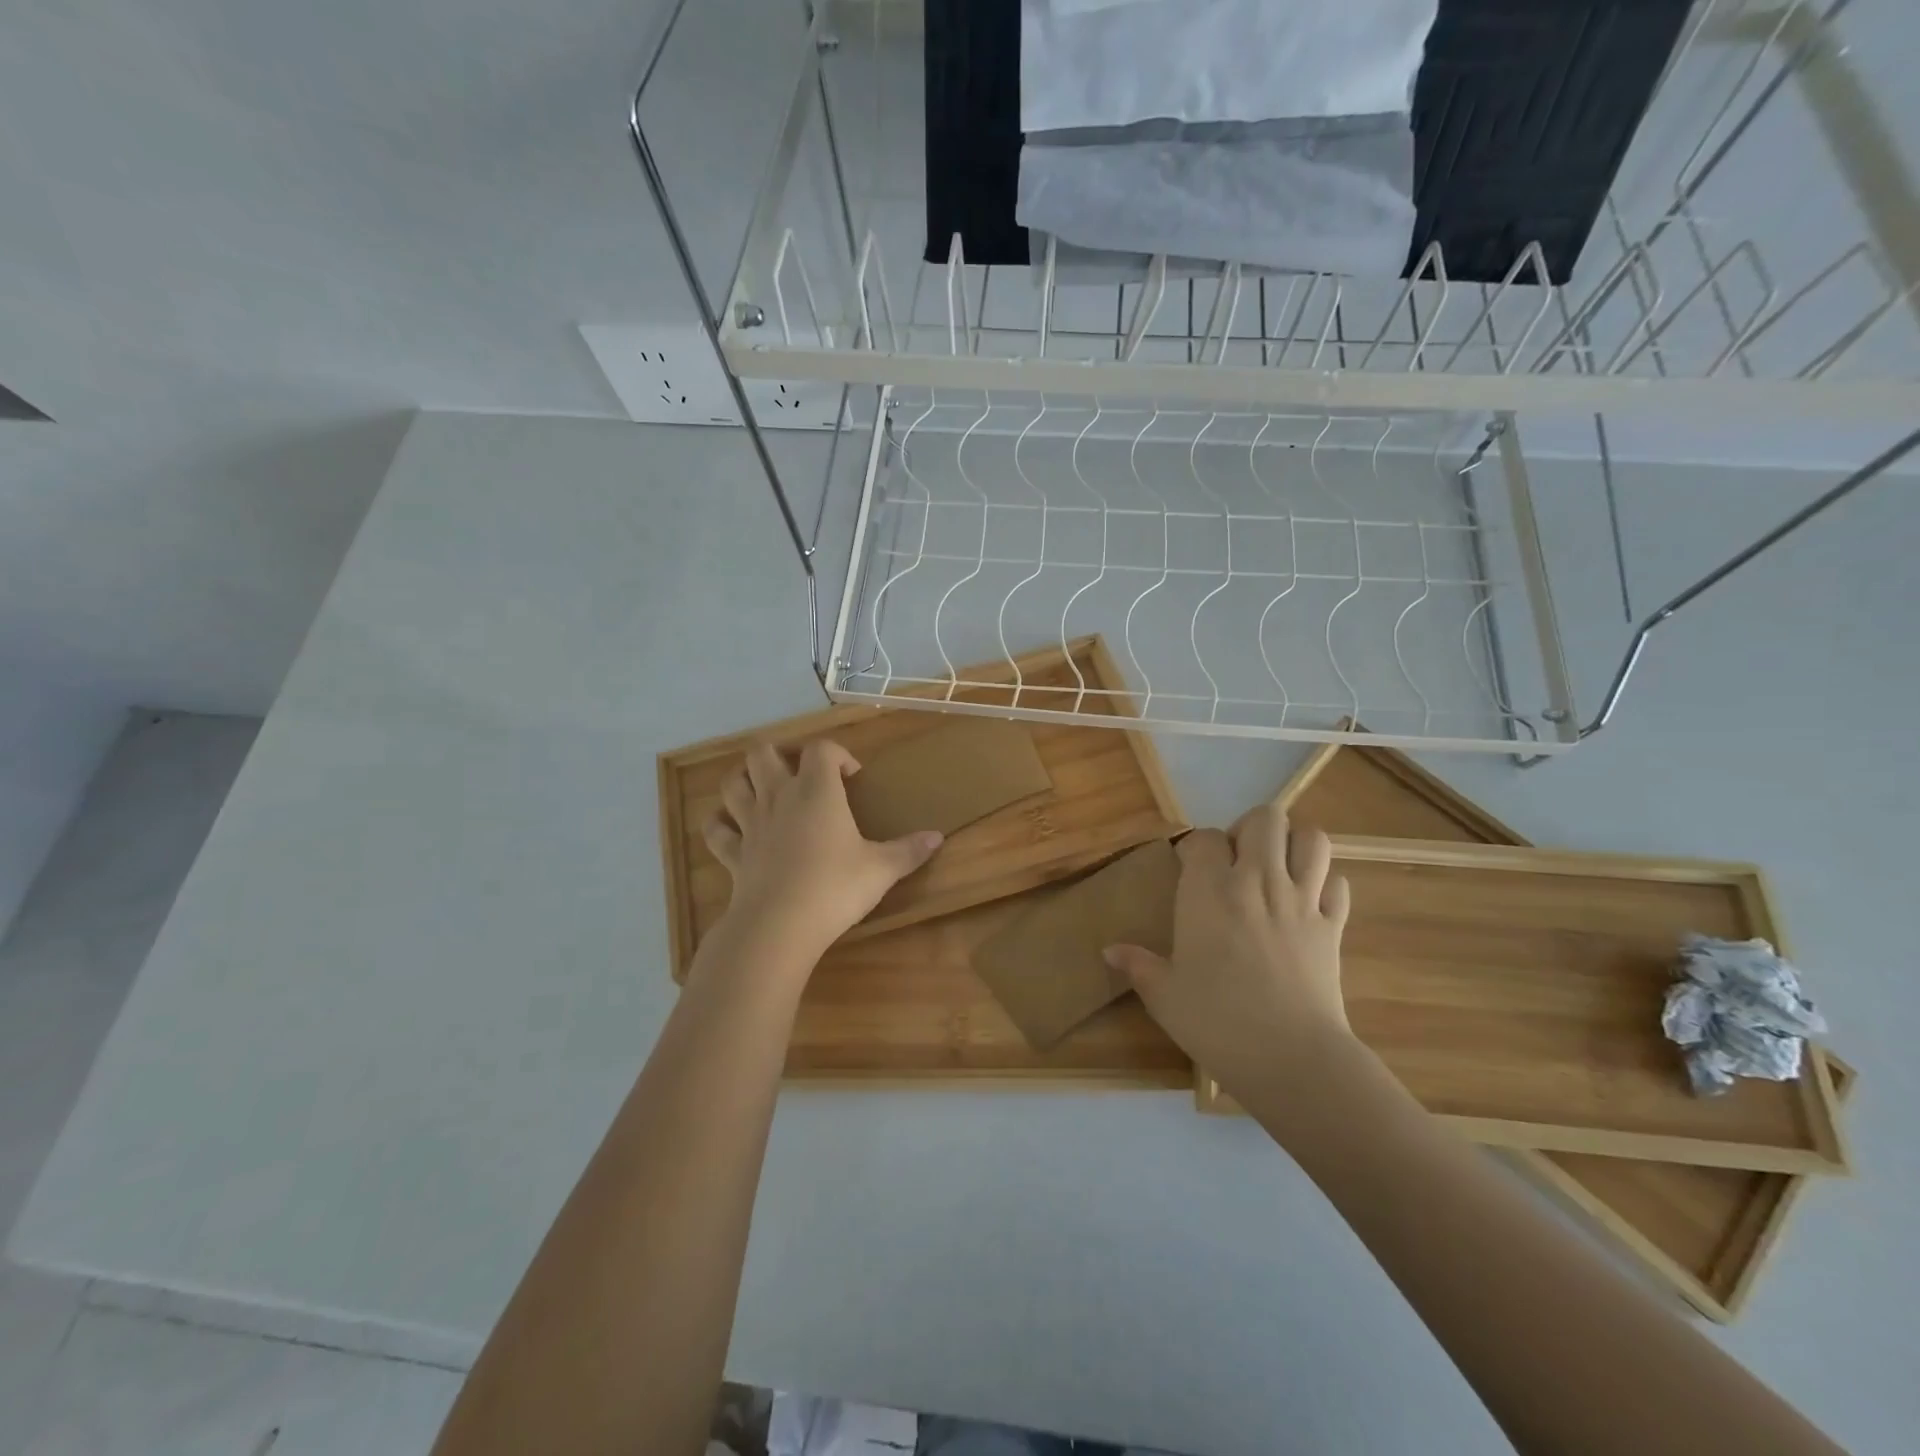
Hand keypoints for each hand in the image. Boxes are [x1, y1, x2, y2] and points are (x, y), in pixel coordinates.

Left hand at [703, 740, 943, 966]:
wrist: (780, 926)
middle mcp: (778, 797)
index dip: (837, 754)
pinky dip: (720, 823)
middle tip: (801, 774)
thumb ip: (909, 851)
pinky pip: (715, 829)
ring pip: (732, 782)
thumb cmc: (835, 887)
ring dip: (745, 779)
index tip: (852, 777)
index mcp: (816, 791)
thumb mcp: (881, 870)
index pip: (821, 749)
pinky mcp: (733, 853)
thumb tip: (938, 837)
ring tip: (764, 789)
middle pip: (764, 752)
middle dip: (781, 754)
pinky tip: (732, 828)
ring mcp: (750, 823)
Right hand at [1104, 801, 1352, 1093]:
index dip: (1194, 847)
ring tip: (1277, 869)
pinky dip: (1325, 884)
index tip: (1188, 867)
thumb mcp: (1164, 995)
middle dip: (1248, 830)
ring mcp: (1302, 900)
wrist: (1290, 1058)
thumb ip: (1137, 964)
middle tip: (1236, 861)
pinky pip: (1338, 884)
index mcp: (1209, 890)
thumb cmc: (1216, 1021)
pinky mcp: (1334, 926)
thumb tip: (1109, 950)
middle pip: (1265, 819)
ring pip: (1311, 838)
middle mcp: (1258, 880)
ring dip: (1293, 845)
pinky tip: (1308, 902)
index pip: (1204, 838)